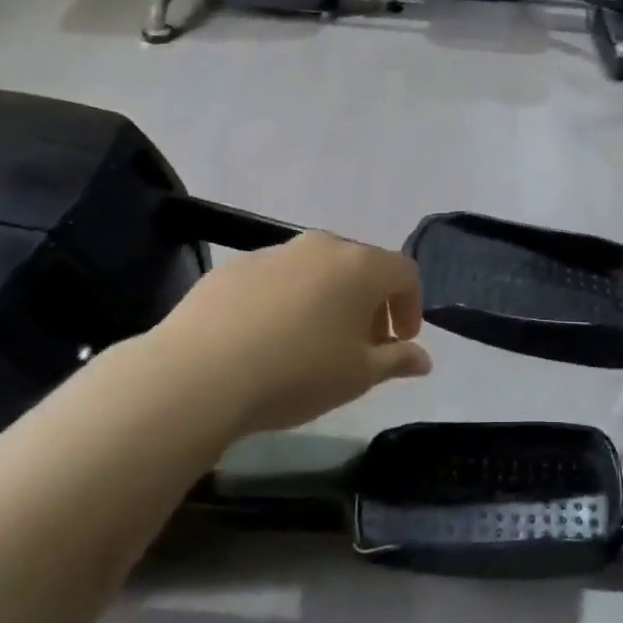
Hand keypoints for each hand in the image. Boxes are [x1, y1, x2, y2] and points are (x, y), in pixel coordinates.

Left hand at [141, 232, 431, 436]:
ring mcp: (275, 252)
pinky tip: (268, 340)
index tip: (401, 341)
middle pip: (361, 267)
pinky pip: (278, 279)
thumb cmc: (297, 373)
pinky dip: (288, 301)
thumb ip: (397, 360)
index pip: (405, 273)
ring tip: (314, 344)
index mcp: (360, 266)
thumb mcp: (358, 376)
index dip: (411, 306)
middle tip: (363, 345)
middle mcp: (322, 246)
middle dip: (371, 303)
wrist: (199, 374)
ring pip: (318, 271)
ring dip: (329, 300)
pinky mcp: (236, 267)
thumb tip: (423, 359)